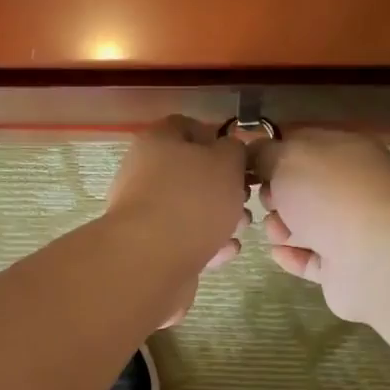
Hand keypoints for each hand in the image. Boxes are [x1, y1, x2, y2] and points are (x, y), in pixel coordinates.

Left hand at [106, 116, 249, 325]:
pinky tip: (224, 253)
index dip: (217, 139)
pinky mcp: (150, 248)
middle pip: (190, 173)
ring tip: (240, 230)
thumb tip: (229, 151)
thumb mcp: (227, 162)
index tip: (241, 158)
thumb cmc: (192, 201)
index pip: (186, 127)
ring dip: (220, 219)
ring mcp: (144, 214)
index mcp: (157, 141)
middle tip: (245, 199)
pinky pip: (184, 240)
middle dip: (224, 187)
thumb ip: (234, 151)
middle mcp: (144, 174)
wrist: (151, 262)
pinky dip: (207, 245)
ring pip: (190, 210)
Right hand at [255, 130, 389, 322]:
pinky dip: (293, 255)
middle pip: (301, 188)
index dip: (273, 155)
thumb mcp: (289, 158)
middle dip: (275, 195)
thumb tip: (254, 151)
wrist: (372, 256)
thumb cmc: (330, 195)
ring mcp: (350, 228)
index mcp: (346, 151)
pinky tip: (278, 253)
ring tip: (277, 232)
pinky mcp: (344, 266)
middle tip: (267, 201)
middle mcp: (351, 187)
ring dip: (281, 228)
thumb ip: (265, 153)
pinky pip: (310, 258)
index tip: (248, 168)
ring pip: (304, 225)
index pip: (303, 145)